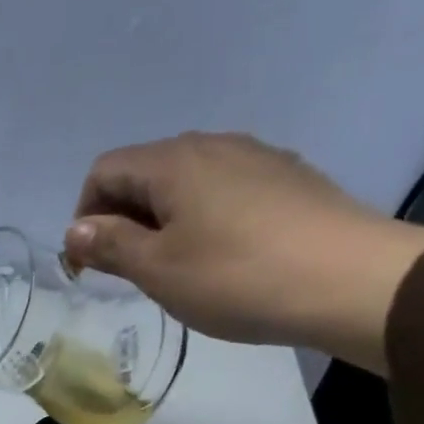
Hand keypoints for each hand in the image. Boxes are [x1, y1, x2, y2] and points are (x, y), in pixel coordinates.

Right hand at [63, 132, 423, 374]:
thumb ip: (111, 245)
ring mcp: (256, 157)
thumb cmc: (236, 277)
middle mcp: (212, 144)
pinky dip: (204, 219)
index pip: (105, 171)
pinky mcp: (288, 179)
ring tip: (176, 269)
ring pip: (187, 182)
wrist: (347, 279)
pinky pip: (225, 191)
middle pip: (146, 172)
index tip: (90, 265)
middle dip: (124, 219)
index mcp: (173, 161)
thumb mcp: (159, 270)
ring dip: (164, 220)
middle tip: (129, 273)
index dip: (85, 215)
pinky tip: (222, 258)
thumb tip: (76, 230)